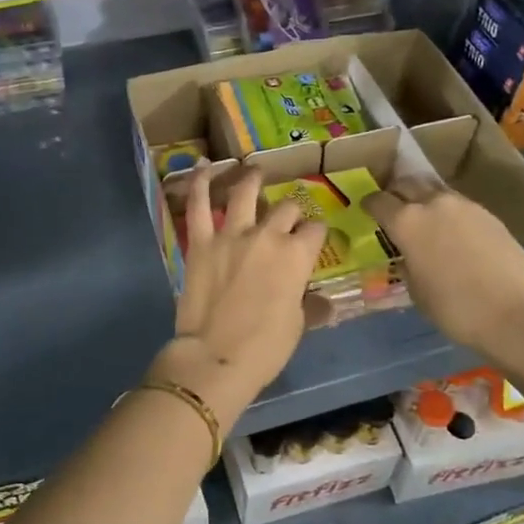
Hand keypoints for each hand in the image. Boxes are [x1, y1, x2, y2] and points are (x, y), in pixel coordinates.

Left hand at [156, 168, 325, 425]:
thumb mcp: (297, 327)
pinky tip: (204, 166)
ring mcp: (232, 234)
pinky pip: (199, 205)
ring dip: (252, 179)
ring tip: (255, 171)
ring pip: (246, 193)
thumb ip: (310, 307)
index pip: (315, 231)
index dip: (317, 233)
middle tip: (287, 218)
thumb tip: (324, 303)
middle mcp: (268, 235)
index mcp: (297, 256)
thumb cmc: (264, 348)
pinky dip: (200, 182)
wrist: (215, 357)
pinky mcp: (201, 241)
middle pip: (287, 209)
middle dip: (291, 211)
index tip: (313, 240)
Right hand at [366, 180, 523, 362]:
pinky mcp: (488, 213)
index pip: (379, 200)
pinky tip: (451, 231)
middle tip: (393, 207)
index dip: (370, 205)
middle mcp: (432, 203)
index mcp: (406, 222)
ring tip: (423, 217)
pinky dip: (448, 211)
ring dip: (423, 198)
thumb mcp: (417, 291)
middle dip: (396, 192)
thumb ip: (407, 263)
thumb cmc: (455, 308)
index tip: (367, 210)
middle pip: (406, 183)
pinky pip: (458, 204)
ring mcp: (464, 205)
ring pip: (434, 189)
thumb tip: (409, 254)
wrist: (515, 312)